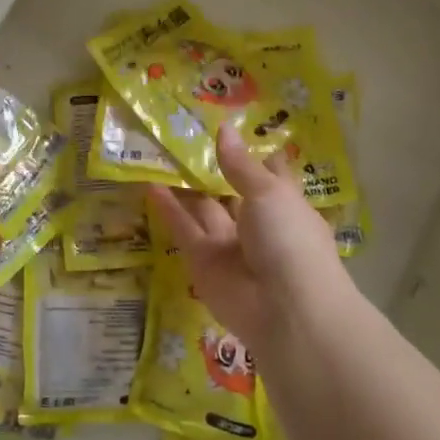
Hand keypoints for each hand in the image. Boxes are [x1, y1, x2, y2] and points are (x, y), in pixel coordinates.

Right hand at [146, 125, 344, 353]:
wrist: (286, 310)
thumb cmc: (290, 240)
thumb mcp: (269, 193)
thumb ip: (240, 165)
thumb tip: (224, 129)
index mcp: (285, 205)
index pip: (269, 174)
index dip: (251, 154)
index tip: (228, 129)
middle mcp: (258, 224)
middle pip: (231, 191)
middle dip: (211, 168)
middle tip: (181, 137)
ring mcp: (231, 245)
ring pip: (204, 209)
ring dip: (184, 187)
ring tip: (158, 155)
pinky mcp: (204, 263)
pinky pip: (185, 230)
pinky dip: (168, 210)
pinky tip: (150, 185)